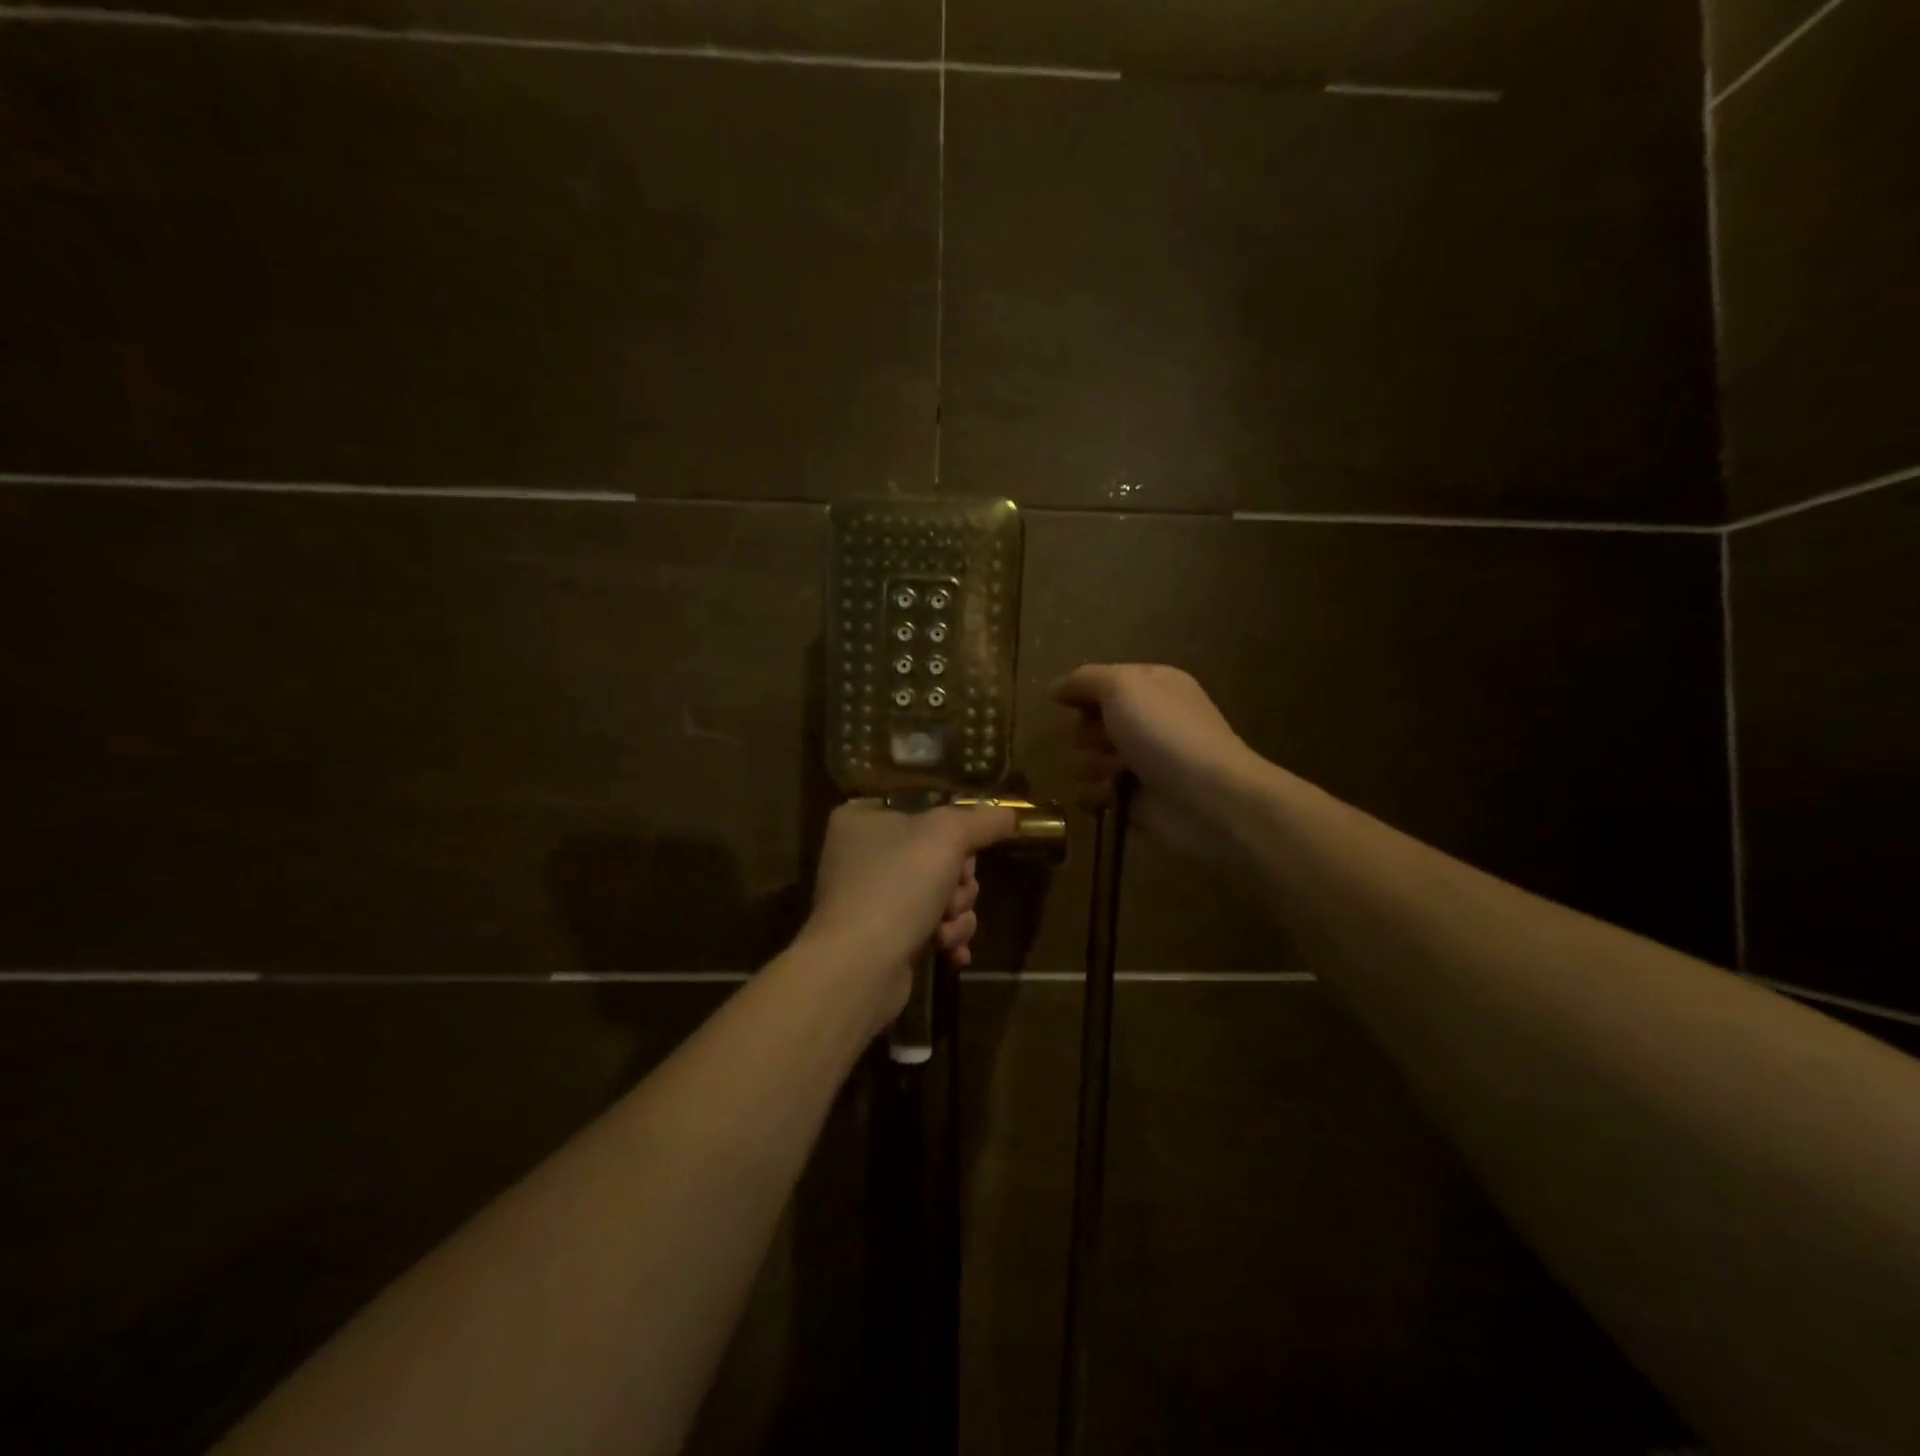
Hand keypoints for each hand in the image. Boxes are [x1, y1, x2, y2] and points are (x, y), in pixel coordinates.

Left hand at [805, 799, 1019, 1013]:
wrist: (859, 966)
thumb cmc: (897, 884)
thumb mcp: (948, 836)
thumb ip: (983, 820)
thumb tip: (1010, 815)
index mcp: (861, 819)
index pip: (922, 810)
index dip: (953, 831)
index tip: (967, 849)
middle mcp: (860, 855)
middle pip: (936, 855)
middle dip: (959, 882)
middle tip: (955, 893)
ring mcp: (869, 899)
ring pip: (938, 894)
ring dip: (956, 913)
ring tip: (947, 928)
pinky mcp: (880, 938)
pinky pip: (927, 927)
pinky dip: (945, 937)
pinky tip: (952, 952)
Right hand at [1052, 664, 1266, 859]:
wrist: (1208, 799)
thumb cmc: (1165, 733)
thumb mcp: (1123, 687)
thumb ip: (1085, 680)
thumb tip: (1055, 687)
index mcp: (1152, 686)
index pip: (1102, 682)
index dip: (1083, 692)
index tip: (1068, 704)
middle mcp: (1148, 721)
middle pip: (1090, 722)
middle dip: (1089, 734)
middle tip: (1106, 742)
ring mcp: (1142, 762)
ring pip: (1088, 759)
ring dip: (1091, 766)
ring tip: (1113, 774)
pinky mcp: (1134, 800)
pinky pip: (1095, 793)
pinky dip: (1097, 795)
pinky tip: (1110, 797)